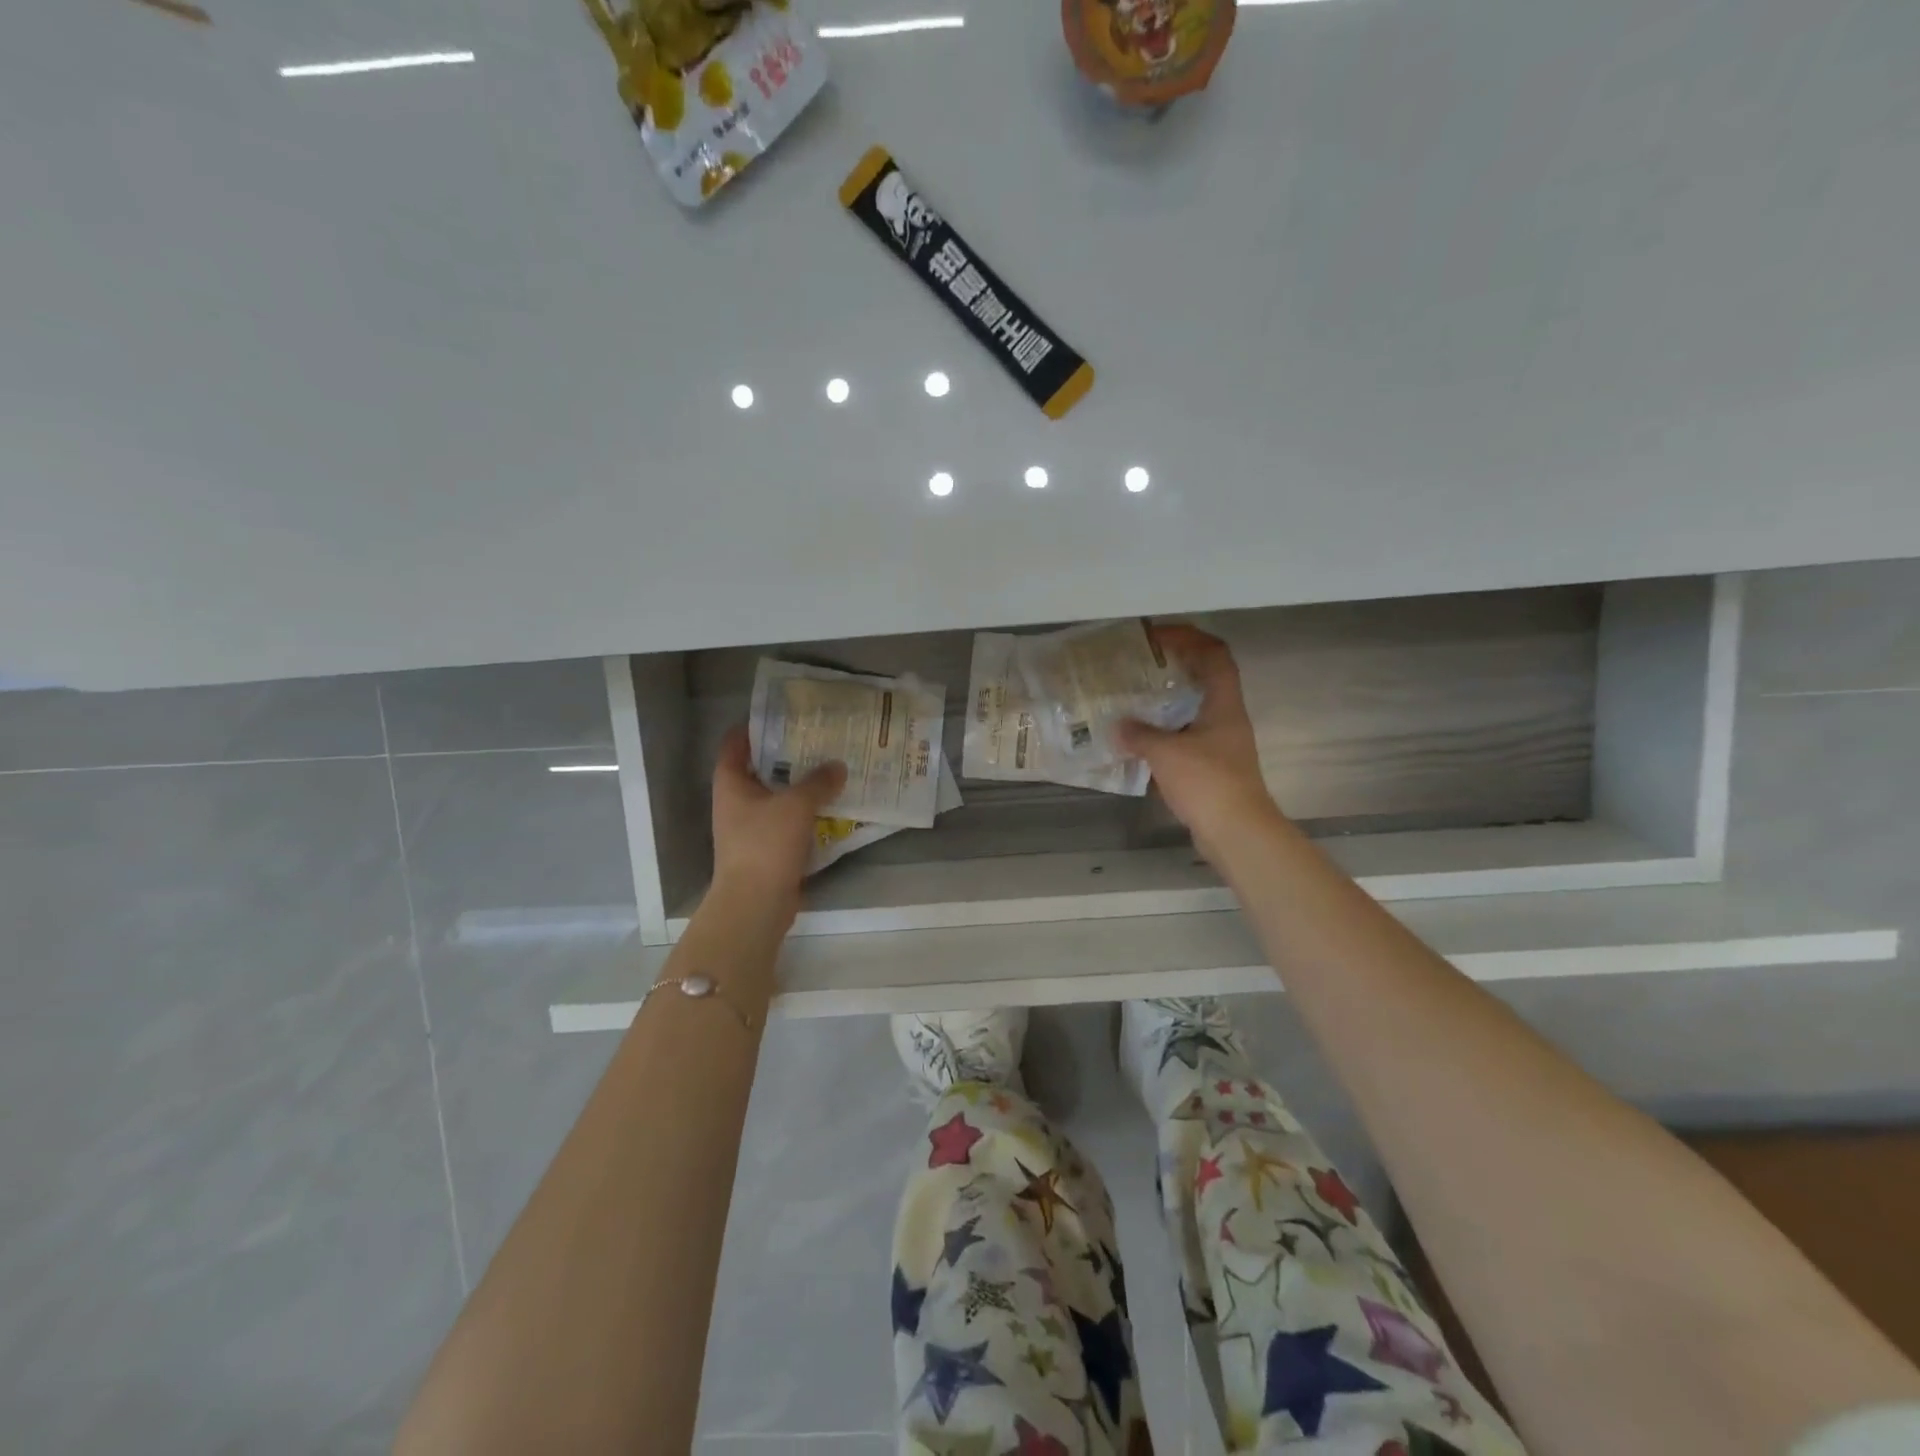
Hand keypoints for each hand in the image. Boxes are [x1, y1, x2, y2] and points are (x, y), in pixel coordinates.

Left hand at [709, 726, 846, 920]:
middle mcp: (737, 802)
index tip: (784, 714)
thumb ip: (818, 782)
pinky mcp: (768, 848)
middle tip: (818, 738)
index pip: (735, 743)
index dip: (755, 726)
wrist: (756, 903)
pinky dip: (807, 812)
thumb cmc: (766, 844)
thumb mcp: (796, 805)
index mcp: (731, 783)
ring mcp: (751, 827)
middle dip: (787, 754)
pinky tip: (832, 805)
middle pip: (760, 768)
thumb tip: (838, 766)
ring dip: (800, 784)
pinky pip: (789, 821)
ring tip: (831, 767)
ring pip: (777, 796)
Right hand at [1115, 625, 1280, 860]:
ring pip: (1195, 709)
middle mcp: (1226, 718)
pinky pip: (1186, 737)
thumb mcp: (1166, 754)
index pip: (1214, 654)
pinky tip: (1139, 740)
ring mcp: (1221, 744)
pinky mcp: (1212, 767)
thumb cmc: (1207, 783)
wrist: (1237, 832)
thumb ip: (1139, 735)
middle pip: (1206, 678)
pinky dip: (1164, 733)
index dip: (1188, 637)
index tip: (1156, 636)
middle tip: (1140, 665)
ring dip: (1168, 701)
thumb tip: (1117, 726)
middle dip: (1175, 666)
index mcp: (1224, 704)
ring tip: (1134, 699)